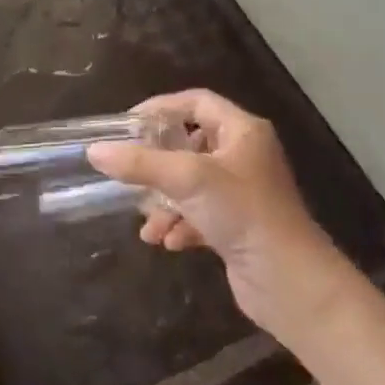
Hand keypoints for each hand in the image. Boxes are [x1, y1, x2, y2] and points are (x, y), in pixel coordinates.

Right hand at [86, 89, 376, 346]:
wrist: (290, 282)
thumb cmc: (242, 213)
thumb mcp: (186, 179)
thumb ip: (139, 163)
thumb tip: (94, 151)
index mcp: (242, 132)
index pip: (197, 102)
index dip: (161, 107)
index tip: (128, 125)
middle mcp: (244, 156)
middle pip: (189, 144)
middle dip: (157, 163)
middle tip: (129, 171)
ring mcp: (242, 192)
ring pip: (189, 183)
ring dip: (163, 201)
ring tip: (147, 222)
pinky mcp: (238, 225)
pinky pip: (198, 214)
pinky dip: (179, 223)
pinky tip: (167, 242)